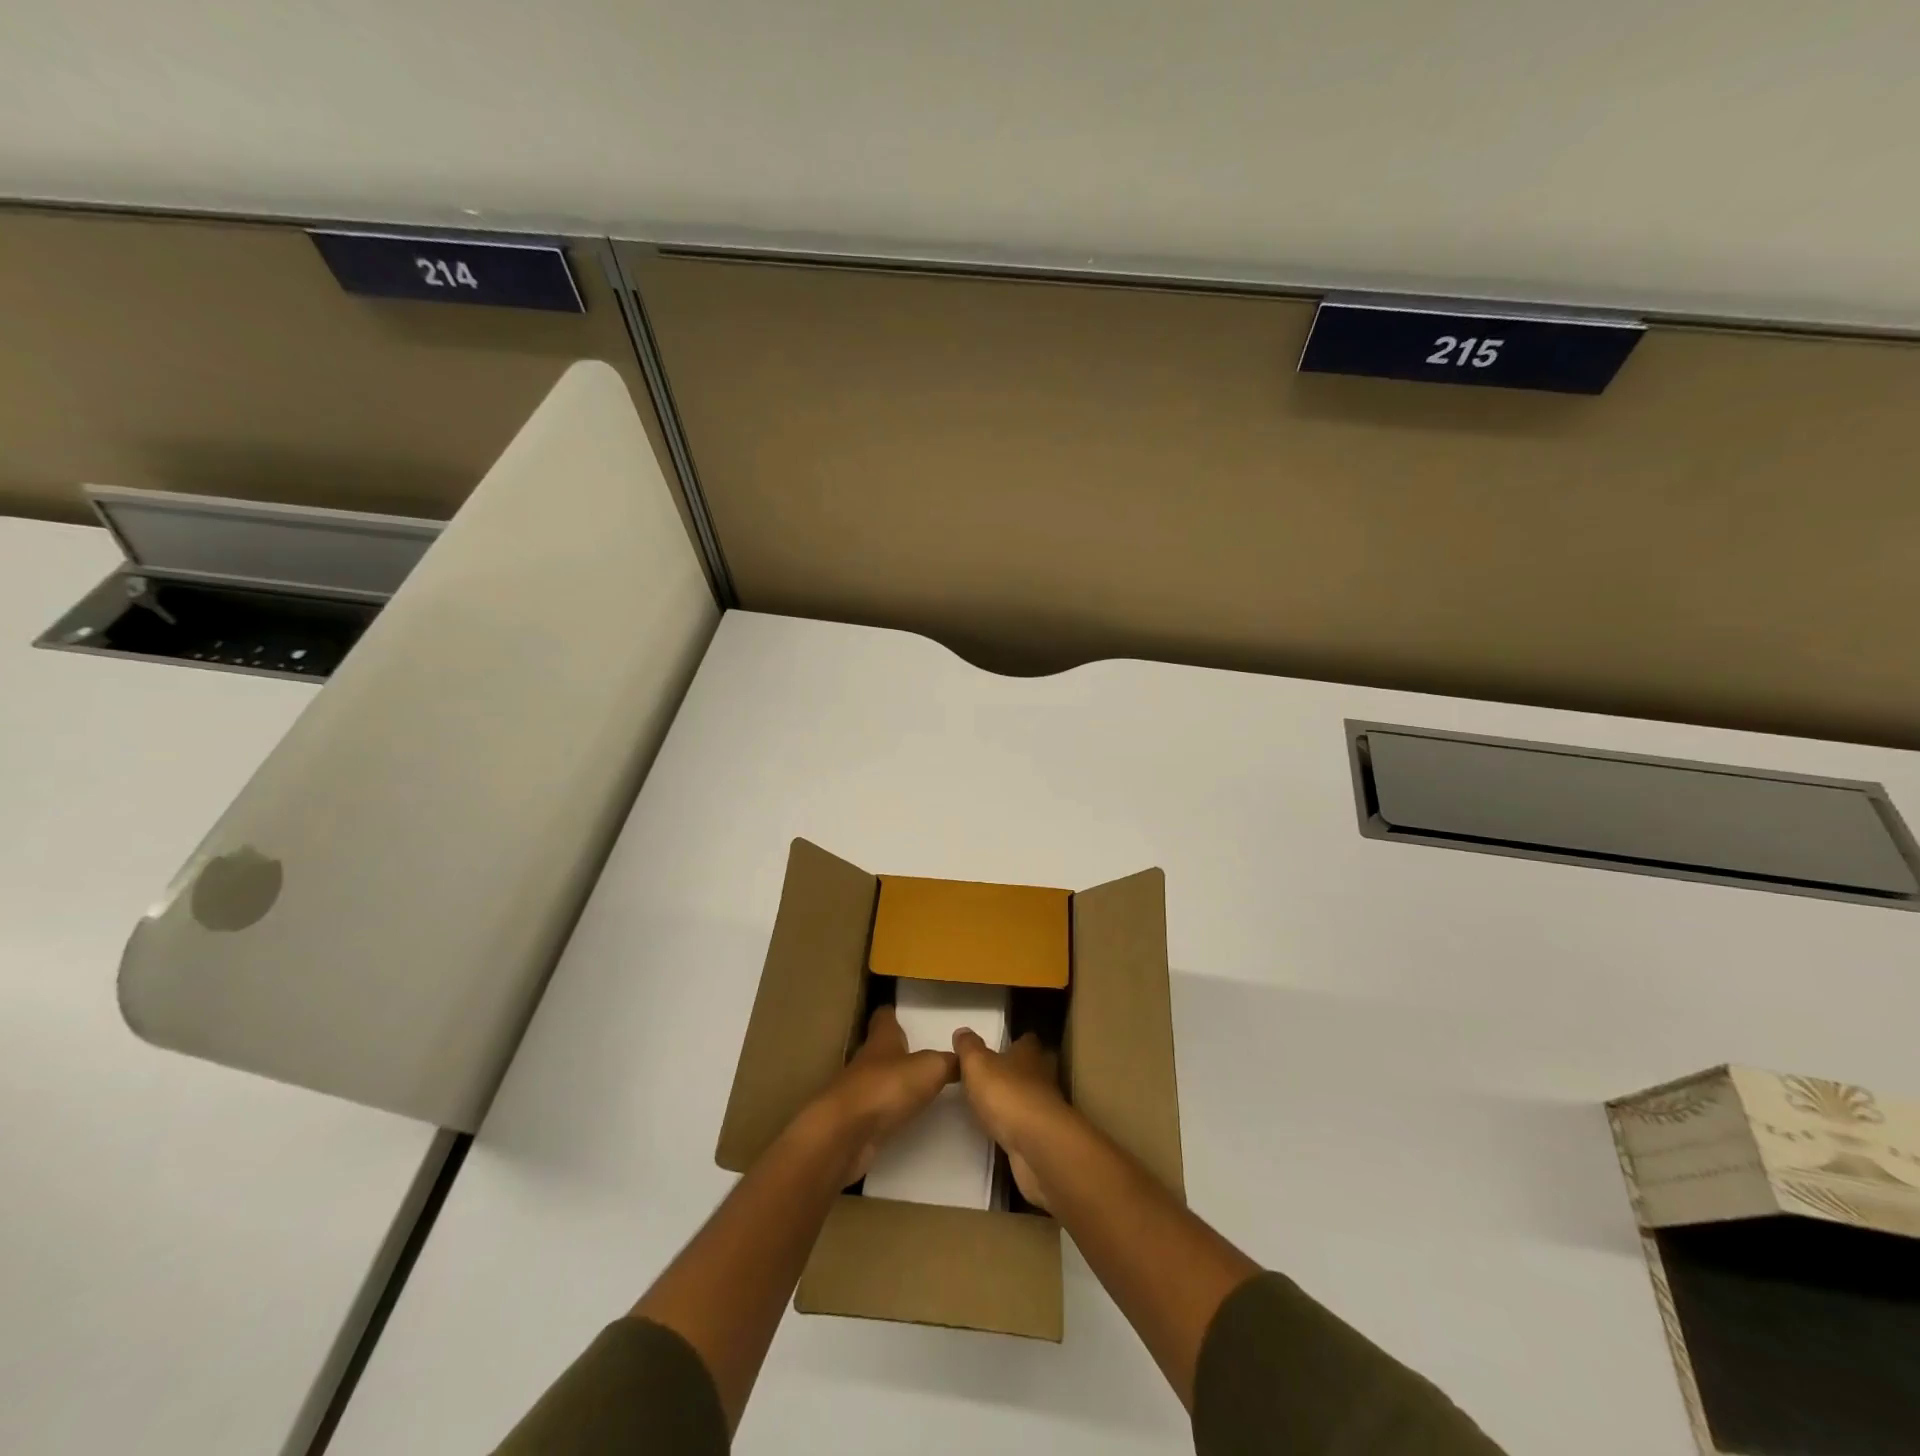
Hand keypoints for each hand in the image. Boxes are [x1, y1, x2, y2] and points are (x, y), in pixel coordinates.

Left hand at [813, 1005, 956, 1185]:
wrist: (844, 1134)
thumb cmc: (887, 1087)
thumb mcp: (930, 1068)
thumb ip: (949, 1061)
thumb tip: (965, 1055)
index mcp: (882, 1039)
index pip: (885, 1017)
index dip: (893, 1013)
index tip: (903, 1011)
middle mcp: (867, 1061)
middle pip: (882, 1049)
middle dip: (898, 1049)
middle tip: (923, 1052)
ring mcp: (859, 1092)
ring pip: (879, 1079)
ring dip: (895, 1082)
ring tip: (920, 1086)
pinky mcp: (856, 1122)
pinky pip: (877, 1111)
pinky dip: (890, 1111)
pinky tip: (906, 1117)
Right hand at [952, 1028, 1068, 1209]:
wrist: (1037, 1146)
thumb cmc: (1007, 1094)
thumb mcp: (977, 1064)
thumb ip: (968, 1048)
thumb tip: (962, 1031)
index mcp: (1029, 1053)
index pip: (1027, 1040)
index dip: (1016, 1041)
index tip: (1002, 1046)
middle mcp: (1042, 1077)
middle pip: (1034, 1068)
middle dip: (1019, 1070)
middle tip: (997, 1076)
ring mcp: (1046, 1109)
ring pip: (1033, 1097)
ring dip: (1018, 1100)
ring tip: (995, 1105)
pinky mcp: (1044, 1137)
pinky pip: (1029, 1126)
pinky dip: (1018, 1126)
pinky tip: (1003, 1131)